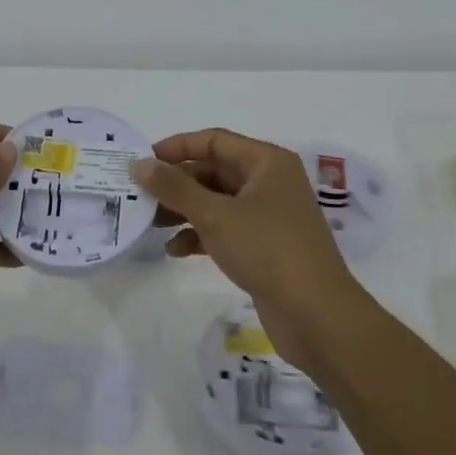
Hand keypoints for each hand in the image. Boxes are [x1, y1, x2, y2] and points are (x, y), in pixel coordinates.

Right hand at [133, 128, 371, 368]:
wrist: (315, 314)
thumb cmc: (267, 249)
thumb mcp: (215, 215)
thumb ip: (175, 187)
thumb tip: (140, 163)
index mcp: (267, 162)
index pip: (214, 141)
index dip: (177, 147)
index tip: (142, 162)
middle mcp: (270, 182)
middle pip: (214, 170)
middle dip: (177, 183)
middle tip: (139, 196)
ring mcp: (269, 215)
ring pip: (217, 201)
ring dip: (184, 210)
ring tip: (150, 223)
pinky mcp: (265, 245)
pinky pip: (225, 229)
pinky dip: (201, 235)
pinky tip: (175, 250)